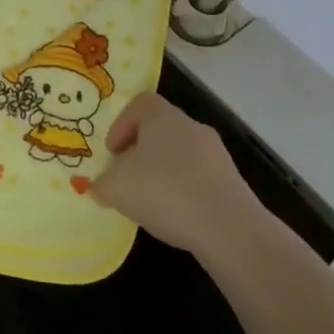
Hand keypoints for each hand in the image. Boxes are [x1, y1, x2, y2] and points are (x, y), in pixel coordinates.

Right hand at [89, 92, 264, 256]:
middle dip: (140, 152)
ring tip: (151, 202)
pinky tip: (176, 216)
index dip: (122, 124)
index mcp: (163, 117)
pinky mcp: (232, 181)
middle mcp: (192, 126)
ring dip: (162, 173)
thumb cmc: (165, 192)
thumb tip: (101, 186)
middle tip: (127, 178)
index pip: (140, 104)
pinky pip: (198, 178)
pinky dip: (184, 191)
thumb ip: (102, 184)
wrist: (229, 229)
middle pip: (160, 130)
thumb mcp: (116, 188)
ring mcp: (216, 154)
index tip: (113, 152)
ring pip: (180, 155)